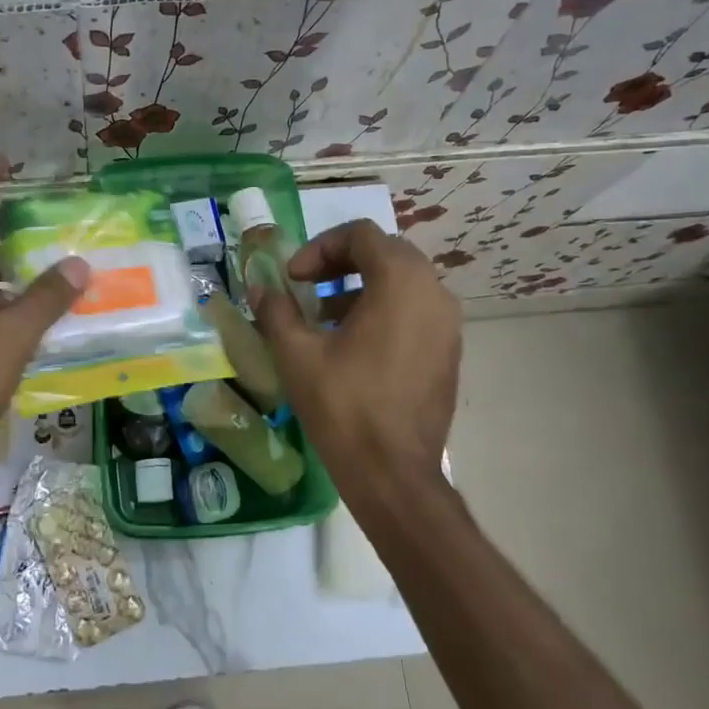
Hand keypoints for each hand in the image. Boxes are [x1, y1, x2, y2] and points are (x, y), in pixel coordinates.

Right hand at [251, 220, 459, 504]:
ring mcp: (448, 324)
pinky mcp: (449, 352)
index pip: (360, 234)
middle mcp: (434, 292)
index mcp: (401, 282)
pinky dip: (383, 312)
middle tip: (306, 288)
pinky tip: (353, 348)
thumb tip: (259, 289)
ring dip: (361, 288)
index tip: (292, 279)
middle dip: (340, 263)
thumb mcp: (297, 354)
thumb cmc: (344, 406)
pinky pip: (415, 312)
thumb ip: (276, 310)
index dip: (318, 248)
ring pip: (402, 283)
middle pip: (385, 253)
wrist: (393, 473)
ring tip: (324, 320)